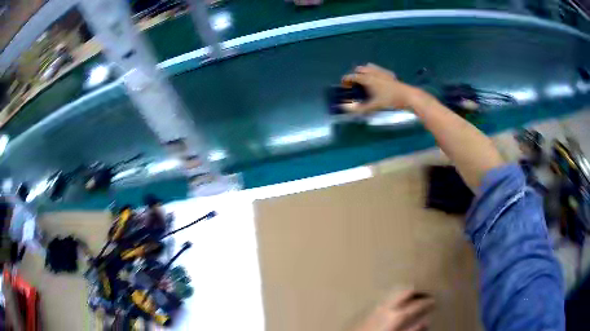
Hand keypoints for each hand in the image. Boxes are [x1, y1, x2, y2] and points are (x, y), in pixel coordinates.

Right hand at [342, 64, 417, 112]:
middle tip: (355, 85)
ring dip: (364, 72)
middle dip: (355, 75)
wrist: (408, 96)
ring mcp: (382, 72)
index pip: (352, 76)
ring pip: (368, 67)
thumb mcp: (375, 105)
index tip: (343, 86)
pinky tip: (376, 80)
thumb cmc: (390, 100)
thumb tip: (347, 109)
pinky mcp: (389, 74)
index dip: (346, 80)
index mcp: (368, 78)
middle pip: (359, 69)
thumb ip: (360, 108)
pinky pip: (378, 69)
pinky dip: (373, 72)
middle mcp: (373, 72)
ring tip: (364, 82)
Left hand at [355, 289, 434, 330]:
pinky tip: (394, 303)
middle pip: (406, 291)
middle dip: (417, 291)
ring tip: (412, 297)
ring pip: (394, 292)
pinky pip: (385, 298)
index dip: (428, 302)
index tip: (434, 300)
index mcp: (397, 315)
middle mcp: (386, 307)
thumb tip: (426, 322)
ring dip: (405, 292)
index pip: (417, 304)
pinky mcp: (367, 310)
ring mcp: (375, 306)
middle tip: (425, 294)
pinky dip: (394, 297)